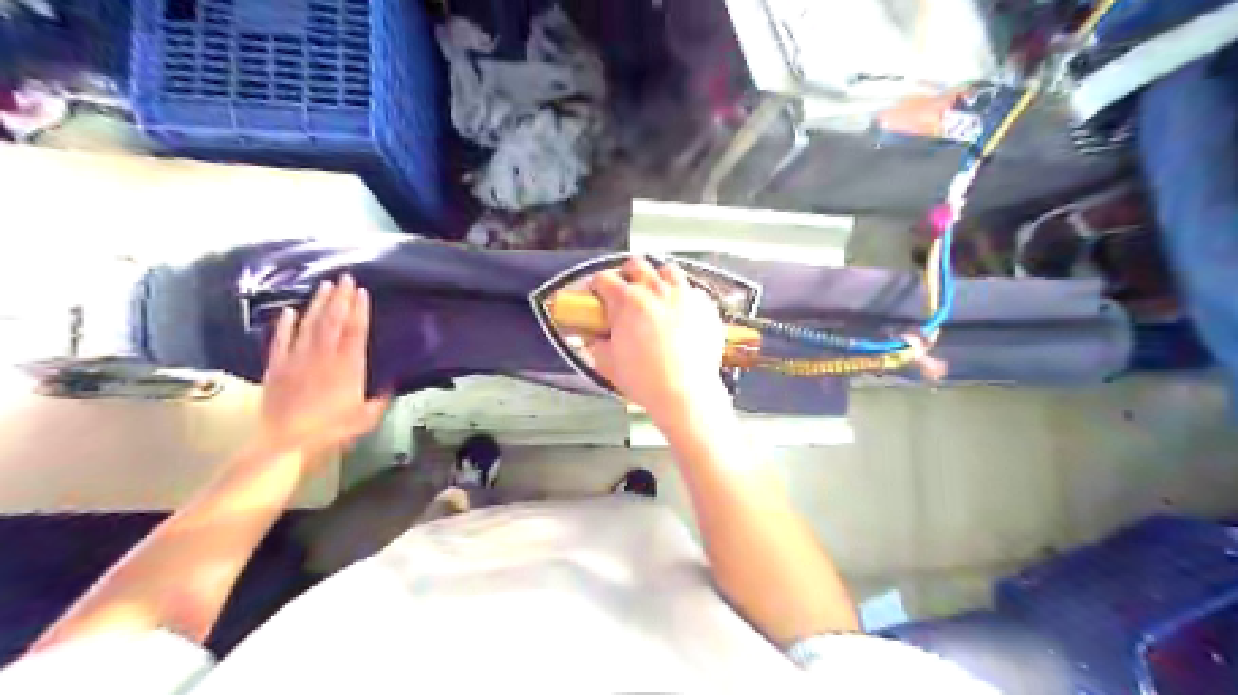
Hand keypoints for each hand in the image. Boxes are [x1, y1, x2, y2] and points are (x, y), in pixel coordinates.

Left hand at [264, 273, 387, 454]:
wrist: (287, 441)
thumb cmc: (332, 430)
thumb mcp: (366, 418)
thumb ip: (379, 400)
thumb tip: (389, 387)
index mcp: (348, 366)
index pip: (355, 330)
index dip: (359, 309)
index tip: (362, 292)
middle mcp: (323, 356)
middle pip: (333, 320)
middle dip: (340, 298)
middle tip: (344, 278)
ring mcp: (297, 359)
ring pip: (309, 325)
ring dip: (317, 304)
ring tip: (324, 286)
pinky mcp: (277, 367)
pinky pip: (281, 341)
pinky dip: (285, 325)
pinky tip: (289, 311)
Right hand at [586, 257, 727, 421]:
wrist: (686, 393)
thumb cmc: (646, 380)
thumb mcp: (608, 364)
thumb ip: (595, 344)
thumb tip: (591, 337)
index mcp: (627, 301)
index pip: (604, 279)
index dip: (597, 286)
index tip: (597, 295)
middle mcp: (656, 291)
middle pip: (637, 265)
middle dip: (627, 274)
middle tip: (625, 292)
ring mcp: (684, 295)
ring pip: (668, 271)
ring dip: (658, 279)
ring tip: (656, 296)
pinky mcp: (705, 307)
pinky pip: (693, 290)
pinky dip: (684, 297)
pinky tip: (681, 312)